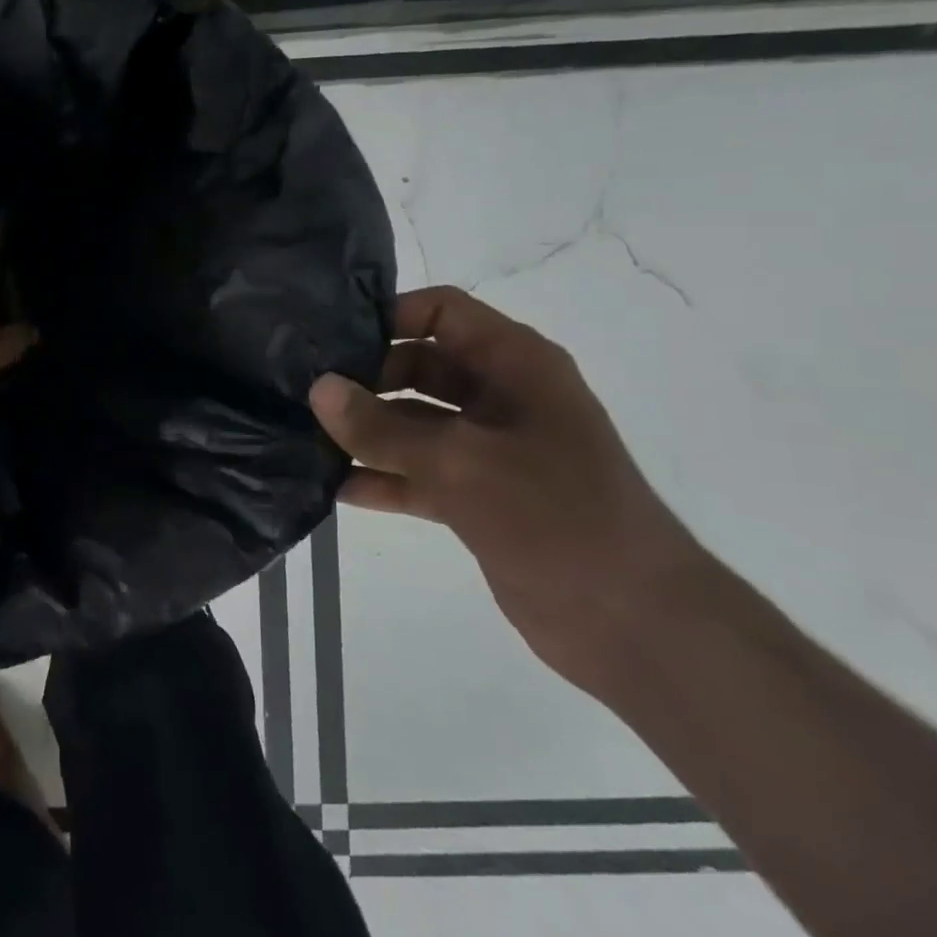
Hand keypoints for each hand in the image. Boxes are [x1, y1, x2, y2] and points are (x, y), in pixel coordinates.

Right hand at [309, 286, 702, 690]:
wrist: (634, 623)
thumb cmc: (556, 518)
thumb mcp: (460, 463)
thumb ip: (382, 427)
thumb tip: (318, 388)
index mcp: (515, 366)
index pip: (441, 313)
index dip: (387, 315)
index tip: (327, 336)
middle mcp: (501, 398)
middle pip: (418, 366)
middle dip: (363, 377)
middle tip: (302, 390)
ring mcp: (488, 450)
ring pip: (411, 423)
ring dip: (364, 430)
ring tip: (302, 434)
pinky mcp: (476, 497)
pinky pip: (416, 473)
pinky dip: (380, 477)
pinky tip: (332, 487)